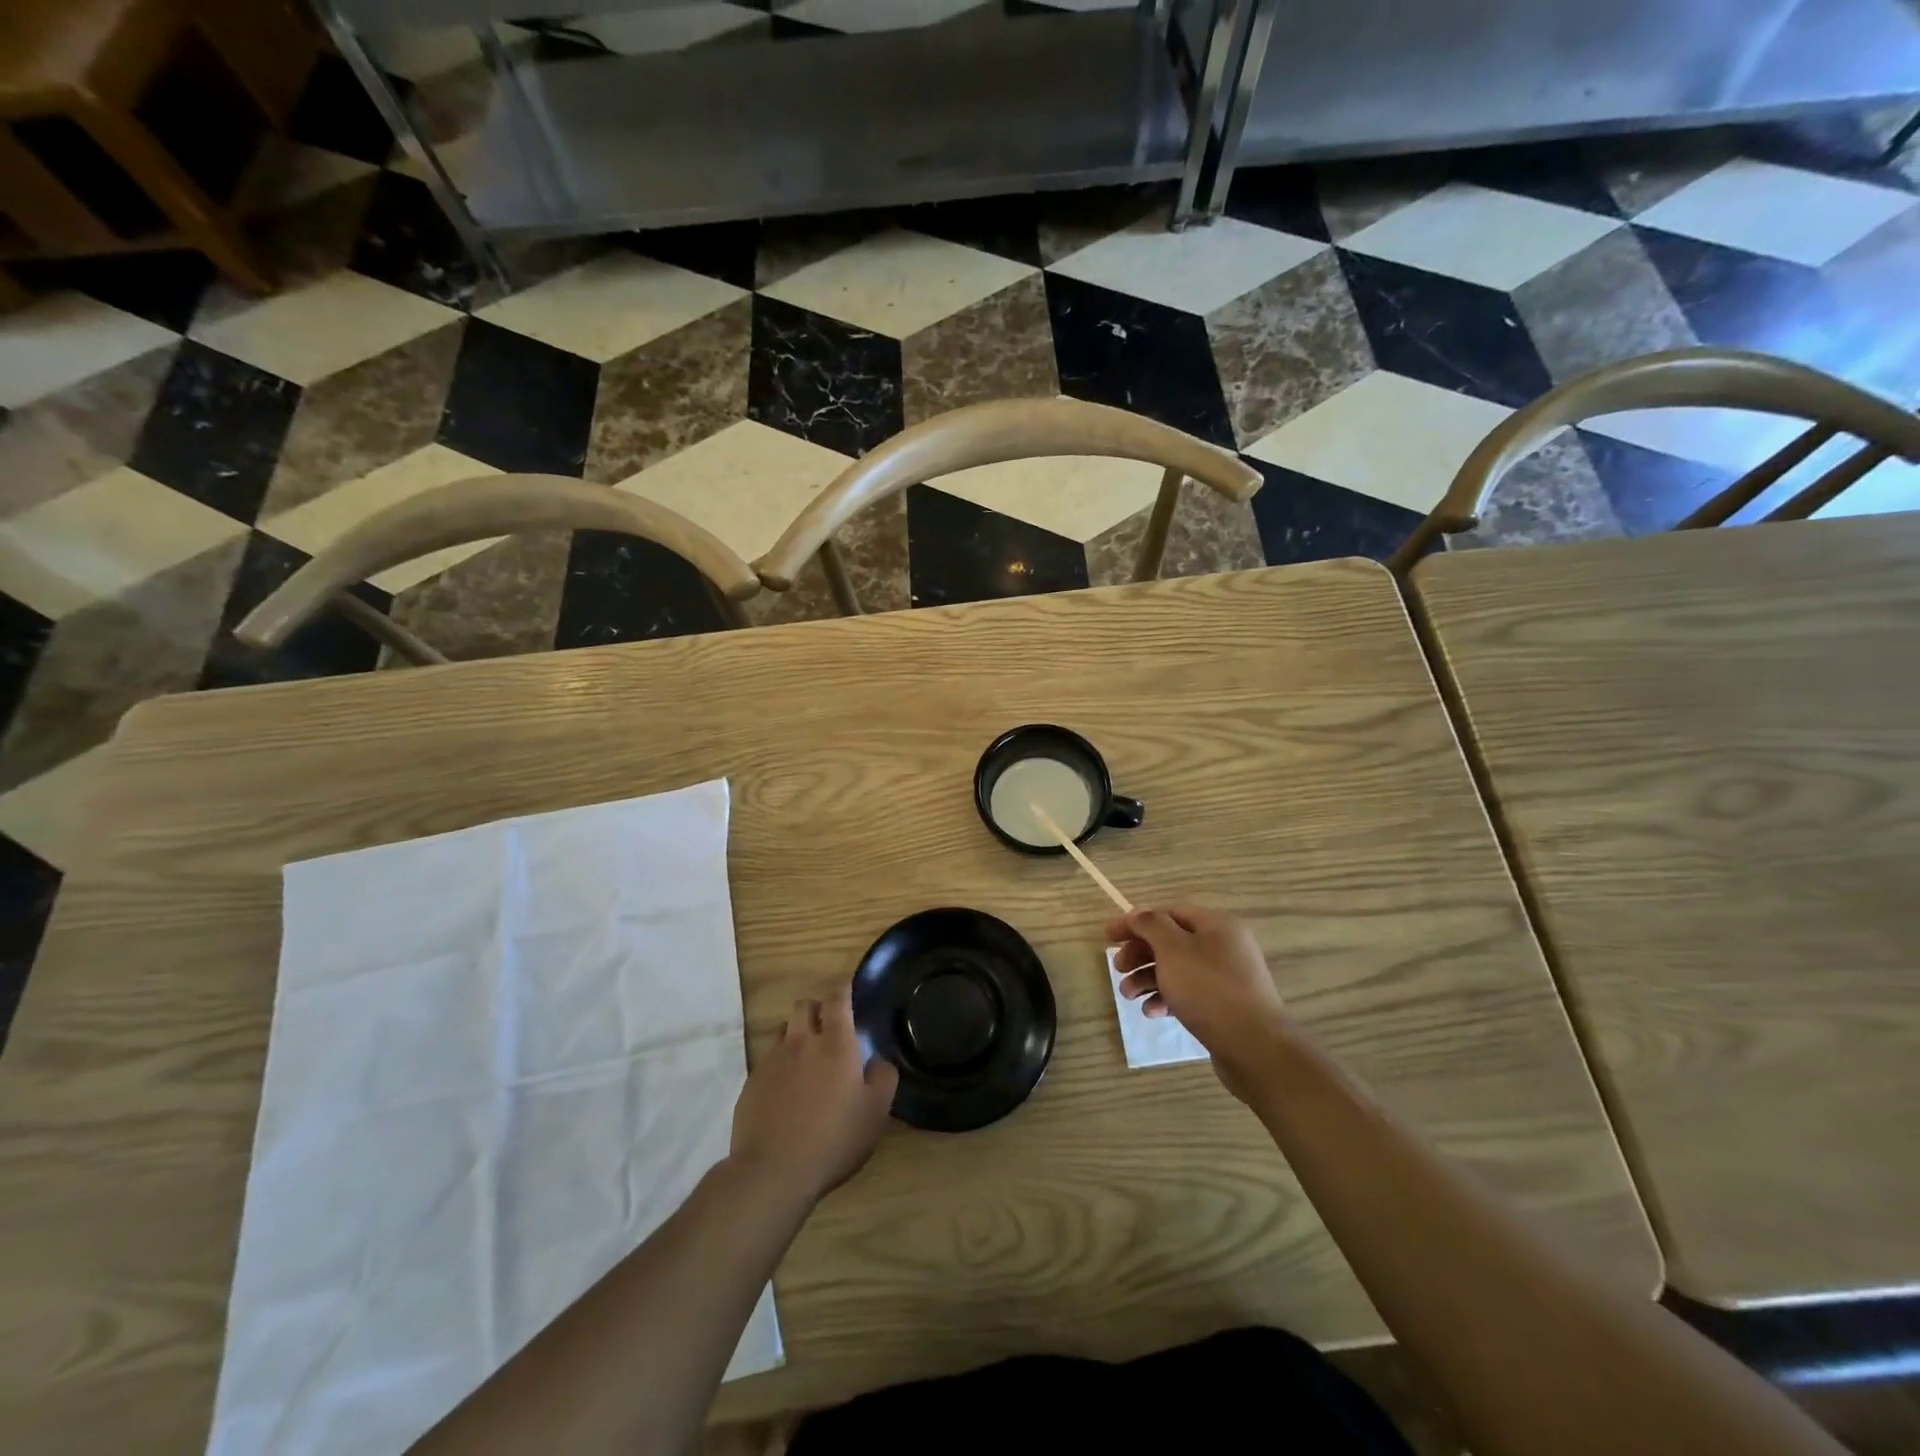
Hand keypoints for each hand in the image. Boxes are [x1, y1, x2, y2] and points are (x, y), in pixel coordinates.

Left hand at [730, 986, 898, 1204]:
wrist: (772, 1171)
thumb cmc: (833, 1138)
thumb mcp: (875, 1113)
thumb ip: (883, 1078)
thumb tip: (877, 1061)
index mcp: (835, 1043)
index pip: (838, 998)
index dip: (844, 990)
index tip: (849, 992)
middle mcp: (801, 1042)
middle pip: (805, 1005)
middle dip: (817, 1008)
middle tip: (829, 1028)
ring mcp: (772, 1060)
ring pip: (783, 1030)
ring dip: (796, 1034)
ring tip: (806, 1057)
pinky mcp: (751, 1082)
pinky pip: (767, 1060)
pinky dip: (779, 1064)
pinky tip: (786, 1090)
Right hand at [1107, 904, 1291, 1099]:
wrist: (1254, 1048)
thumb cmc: (1208, 989)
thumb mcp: (1173, 949)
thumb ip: (1151, 925)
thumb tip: (1139, 915)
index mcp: (1216, 925)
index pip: (1168, 913)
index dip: (1136, 922)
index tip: (1108, 938)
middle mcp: (1224, 946)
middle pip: (1171, 941)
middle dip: (1140, 954)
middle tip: (1117, 969)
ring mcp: (1227, 977)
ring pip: (1177, 969)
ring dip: (1148, 978)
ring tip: (1128, 996)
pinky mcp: (1225, 1006)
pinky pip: (1189, 993)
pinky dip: (1167, 998)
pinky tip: (1152, 1012)